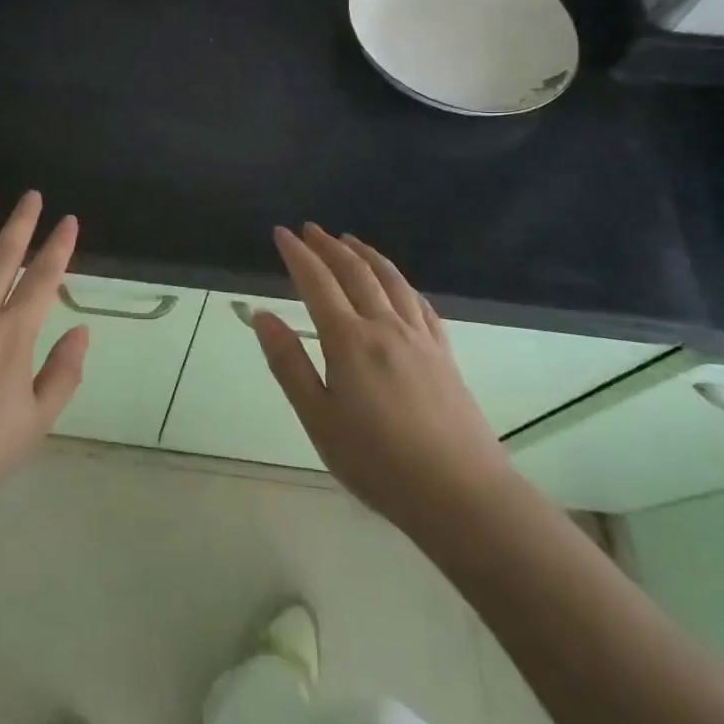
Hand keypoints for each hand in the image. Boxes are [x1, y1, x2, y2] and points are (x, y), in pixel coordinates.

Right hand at [253, 224, 516, 543]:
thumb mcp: (318, 419)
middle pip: (355, 272)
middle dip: (329, 246)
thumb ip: (288, 364)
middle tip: (309, 229)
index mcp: (349, 341)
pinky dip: (401, 282)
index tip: (281, 233)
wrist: (461, 494)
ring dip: (366, 254)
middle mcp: (385, 327)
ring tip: (349, 240)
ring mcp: (419, 338)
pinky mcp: (444, 354)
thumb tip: (262, 316)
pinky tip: (397, 283)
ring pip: (390, 279)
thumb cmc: (378, 462)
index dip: (297, 254)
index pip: (317, 282)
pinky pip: (420, 303)